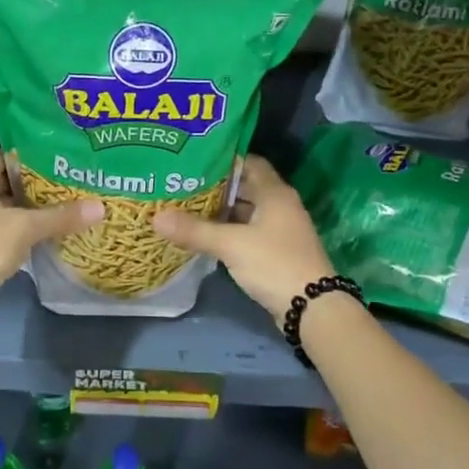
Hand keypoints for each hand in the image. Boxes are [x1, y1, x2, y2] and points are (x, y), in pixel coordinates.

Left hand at [0, 150, 103, 311]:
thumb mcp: (26, 227)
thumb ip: (62, 215)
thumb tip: (100, 207)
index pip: (0, 156)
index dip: (25, 155)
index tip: (54, 158)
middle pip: (4, 183)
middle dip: (34, 184)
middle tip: (67, 182)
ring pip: (5, 210)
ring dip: (30, 210)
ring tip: (64, 206)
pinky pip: (4, 232)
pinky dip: (23, 232)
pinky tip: (48, 235)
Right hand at [151, 155, 335, 324]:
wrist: (313, 308)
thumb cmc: (274, 264)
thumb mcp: (231, 245)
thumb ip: (194, 230)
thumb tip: (155, 217)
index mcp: (275, 193)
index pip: (250, 163)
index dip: (225, 160)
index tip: (195, 161)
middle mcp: (280, 206)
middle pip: (246, 188)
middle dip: (217, 187)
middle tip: (184, 184)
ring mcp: (280, 231)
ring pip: (247, 212)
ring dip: (222, 212)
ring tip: (187, 208)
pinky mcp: (277, 252)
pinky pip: (249, 233)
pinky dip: (229, 232)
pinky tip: (206, 236)